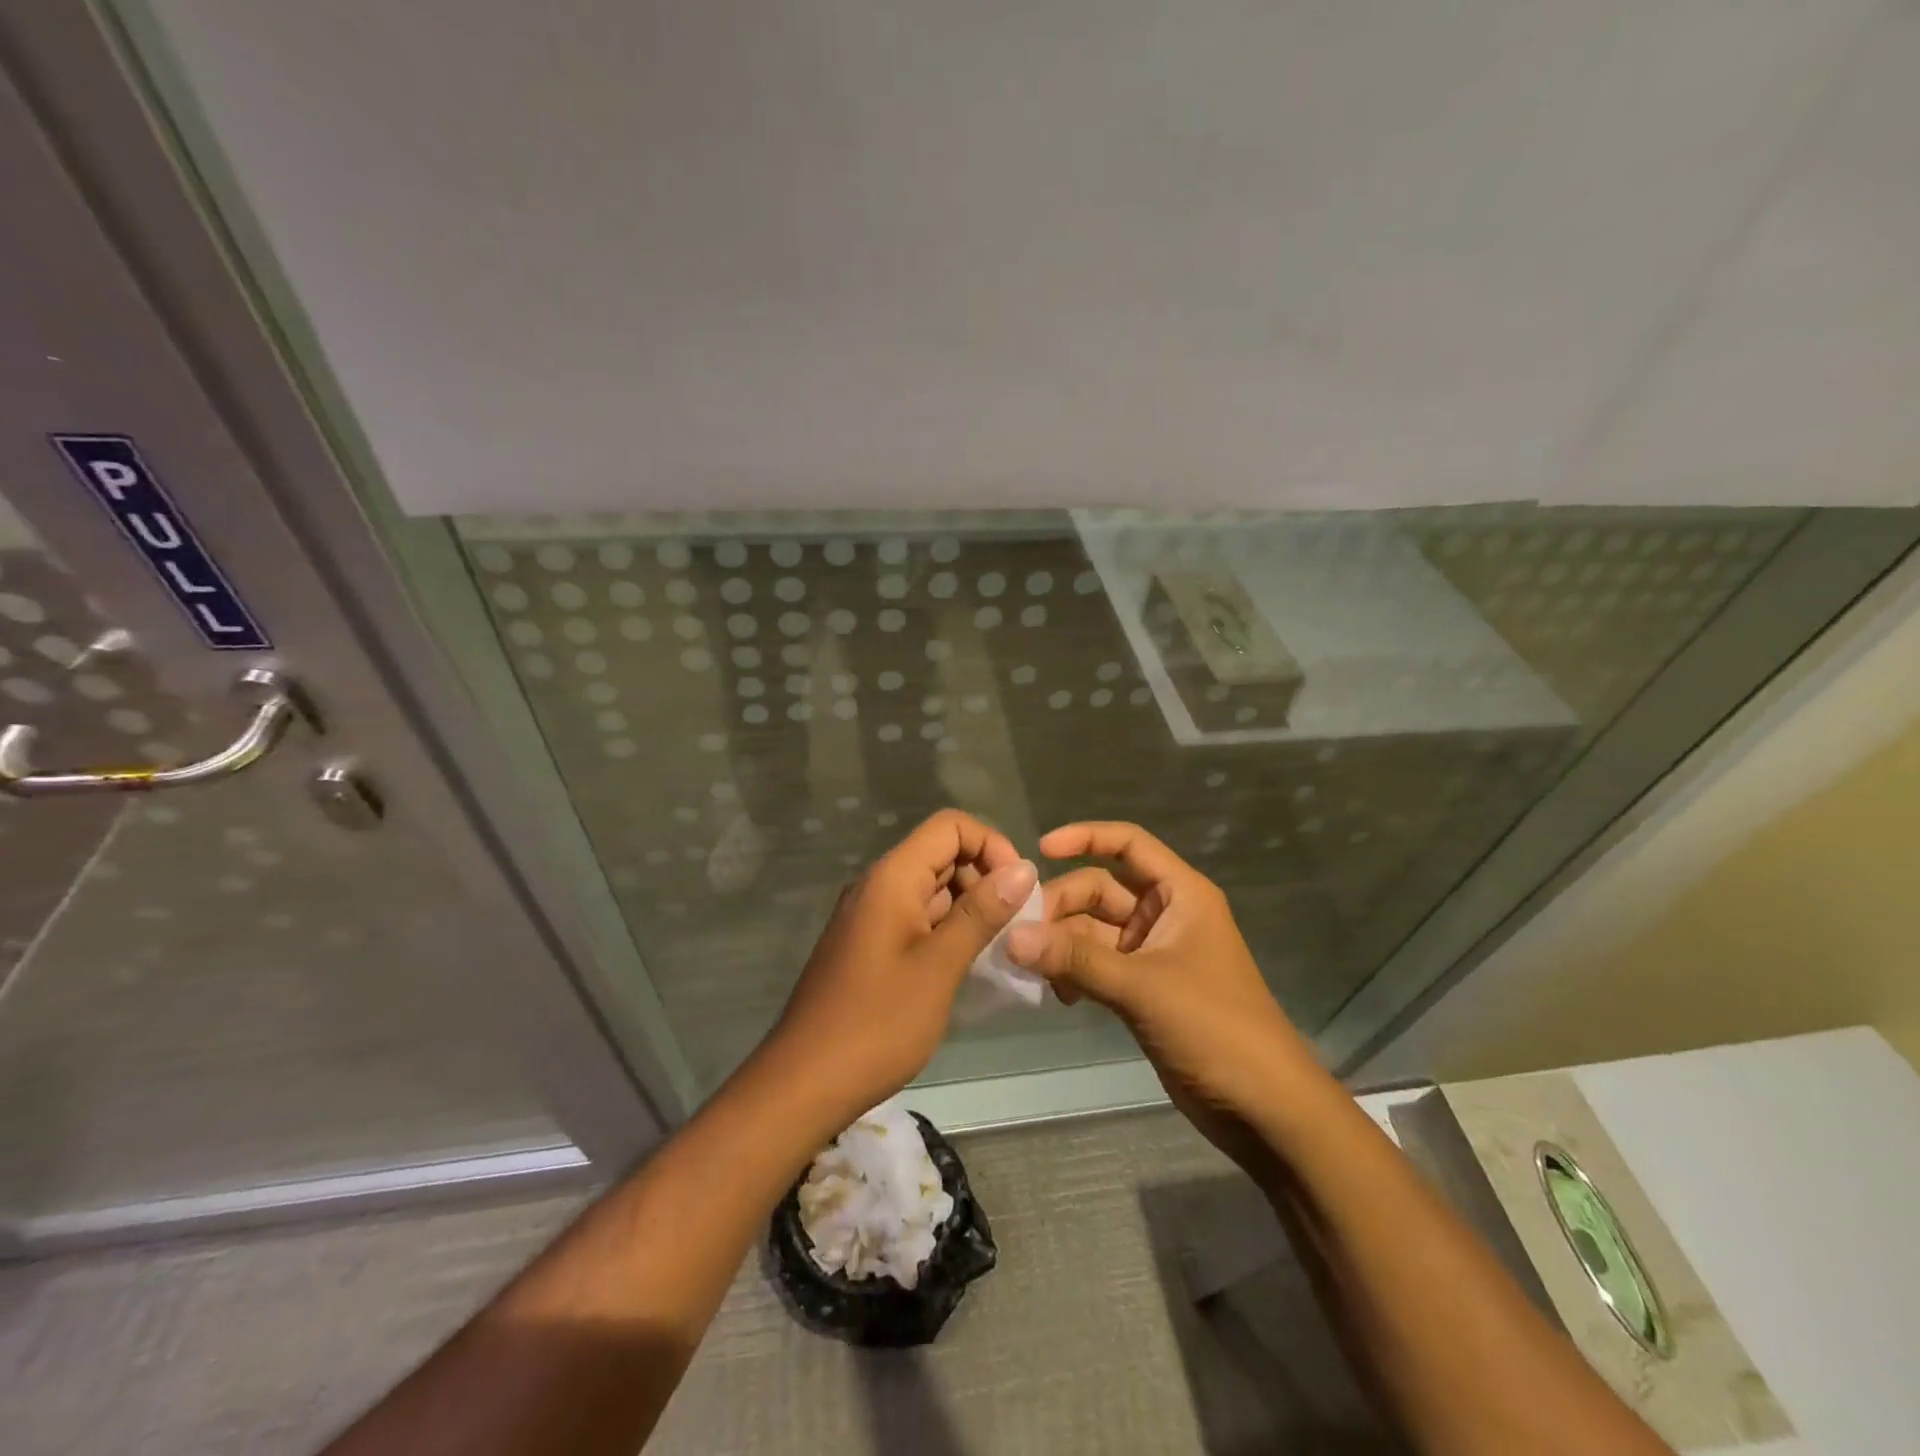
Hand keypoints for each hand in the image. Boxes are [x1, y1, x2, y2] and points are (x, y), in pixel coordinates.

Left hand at [765, 809, 1035, 1124]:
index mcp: (892, 877)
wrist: (804, 1083)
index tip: (1020, 888)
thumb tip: (1024, 868)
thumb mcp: (939, 967)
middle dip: (986, 878)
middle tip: (1017, 925)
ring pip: (933, 889)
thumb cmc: (876, 1023)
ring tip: (1001, 948)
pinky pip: (918, 918)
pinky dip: (948, 930)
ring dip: (971, 908)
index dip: (992, 845)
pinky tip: (970, 965)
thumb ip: (981, 913)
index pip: (951, 826)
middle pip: (943, 854)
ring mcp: (872, 915)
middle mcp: (879, 885)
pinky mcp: (871, 944)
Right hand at [1009, 822, 1316, 1173]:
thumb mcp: (1143, 987)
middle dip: (1061, 906)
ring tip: (1032, 970)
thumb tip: (1010, 937)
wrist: (1264, 1108)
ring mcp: (1153, 953)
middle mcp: (1165, 914)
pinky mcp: (1143, 989)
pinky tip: (1057, 995)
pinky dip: (1074, 971)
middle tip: (1023, 937)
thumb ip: (1076, 959)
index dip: (1084, 837)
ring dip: (1062, 943)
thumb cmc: (1215, 1028)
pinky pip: (1097, 964)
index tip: (1038, 850)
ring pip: (1093, 929)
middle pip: (1100, 888)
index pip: (1128, 844)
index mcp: (1180, 894)